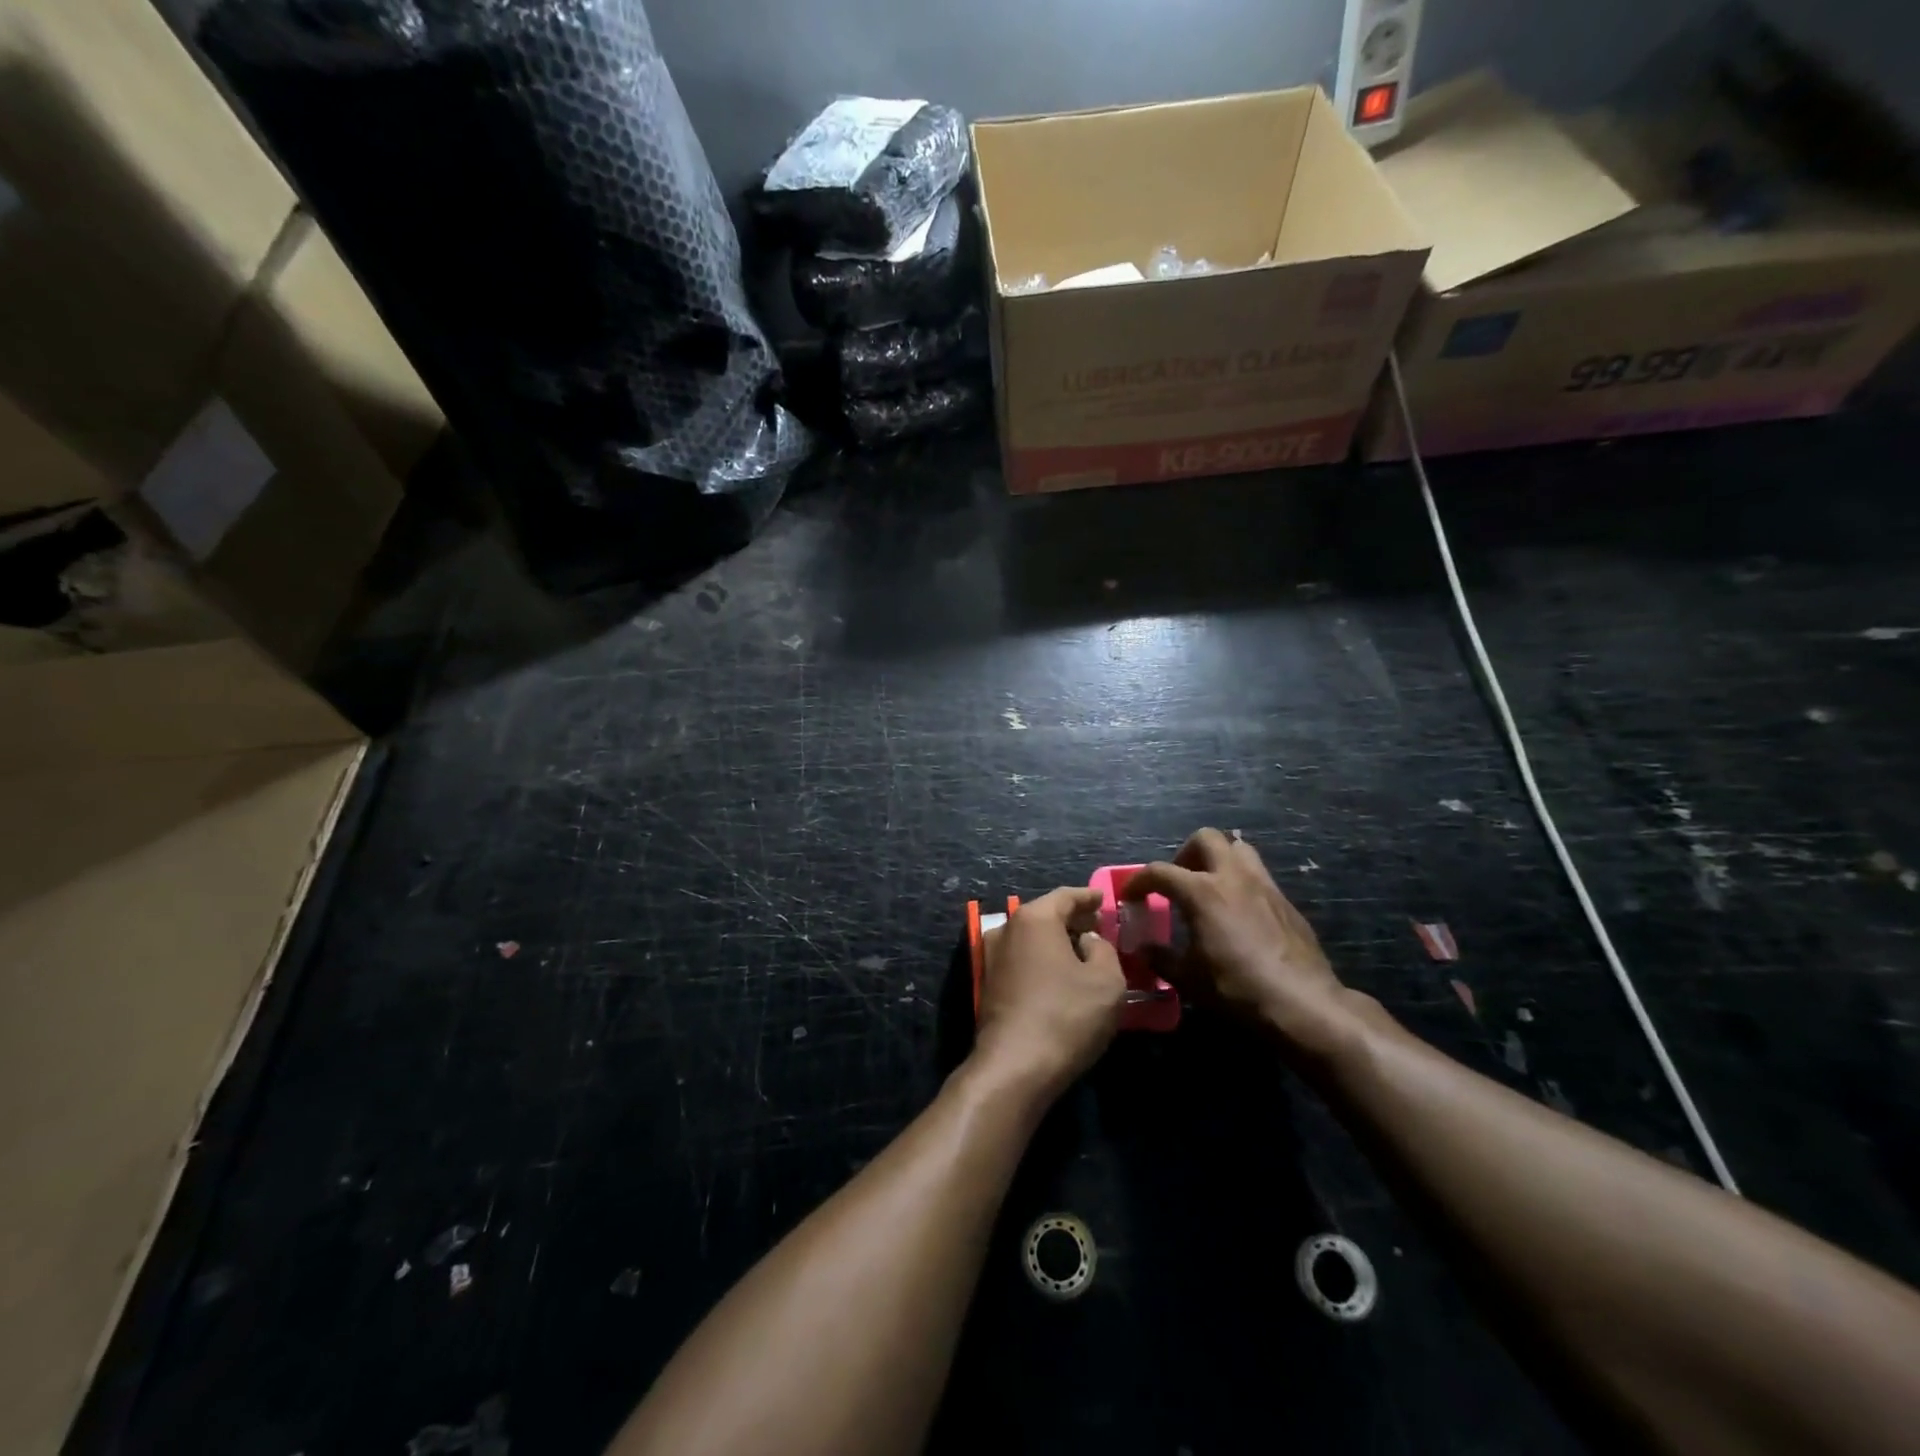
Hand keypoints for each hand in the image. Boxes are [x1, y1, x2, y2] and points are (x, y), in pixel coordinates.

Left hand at [974, 887, 1125, 1101]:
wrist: (1015, 1066)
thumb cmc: (1066, 1016)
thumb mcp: (1107, 981)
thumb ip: (1104, 949)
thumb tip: (1088, 941)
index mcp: (1034, 919)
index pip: (1066, 896)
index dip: (1088, 897)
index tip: (1103, 899)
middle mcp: (1007, 929)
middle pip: (1045, 914)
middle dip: (1072, 919)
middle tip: (1097, 926)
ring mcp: (992, 956)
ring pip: (1031, 938)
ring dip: (1056, 941)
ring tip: (1082, 951)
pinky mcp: (988, 984)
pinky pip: (1022, 959)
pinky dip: (1042, 959)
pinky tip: (1060, 975)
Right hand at [1126, 829, 1360, 1060]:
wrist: (1302, 1001)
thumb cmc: (1236, 987)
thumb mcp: (1188, 978)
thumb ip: (1161, 958)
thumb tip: (1143, 949)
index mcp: (1202, 892)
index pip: (1159, 872)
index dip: (1139, 881)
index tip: (1131, 896)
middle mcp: (1232, 877)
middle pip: (1205, 839)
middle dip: (1185, 854)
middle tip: (1179, 880)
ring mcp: (1263, 885)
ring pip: (1238, 848)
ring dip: (1218, 859)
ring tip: (1210, 887)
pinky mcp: (1285, 901)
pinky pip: (1258, 875)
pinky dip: (1241, 882)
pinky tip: (1239, 913)